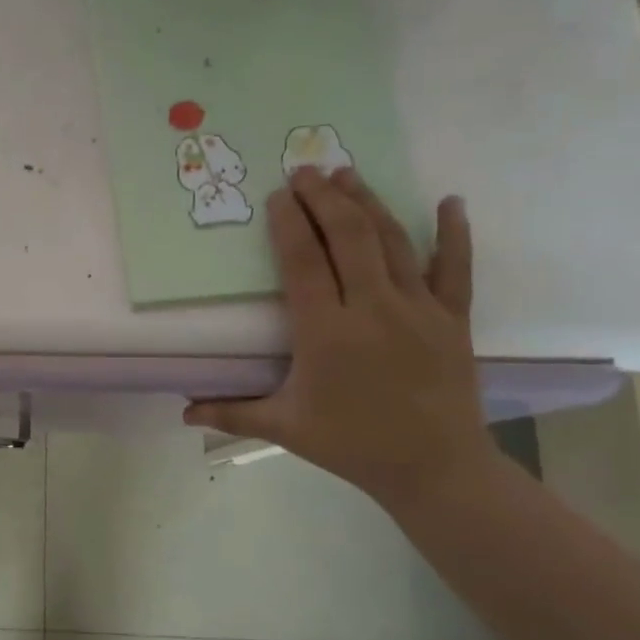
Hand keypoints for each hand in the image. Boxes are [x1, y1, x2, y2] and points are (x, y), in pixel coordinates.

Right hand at [184, 168, 496, 508]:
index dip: (289, 224)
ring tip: (347, 174)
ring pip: (392, 242)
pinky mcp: (452, 318)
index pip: (304, 263)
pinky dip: (454, 233)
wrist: (436, 469)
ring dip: (368, 203)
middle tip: (305, 171)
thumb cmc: (352, 445)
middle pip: (348, 237)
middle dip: (324, 199)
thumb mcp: (285, 428)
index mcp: (326, 333)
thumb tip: (183, 413)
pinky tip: (450, 201)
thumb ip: (232, 413)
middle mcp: (372, 309)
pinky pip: (455, 268)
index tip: (278, 197)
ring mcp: (418, 309)